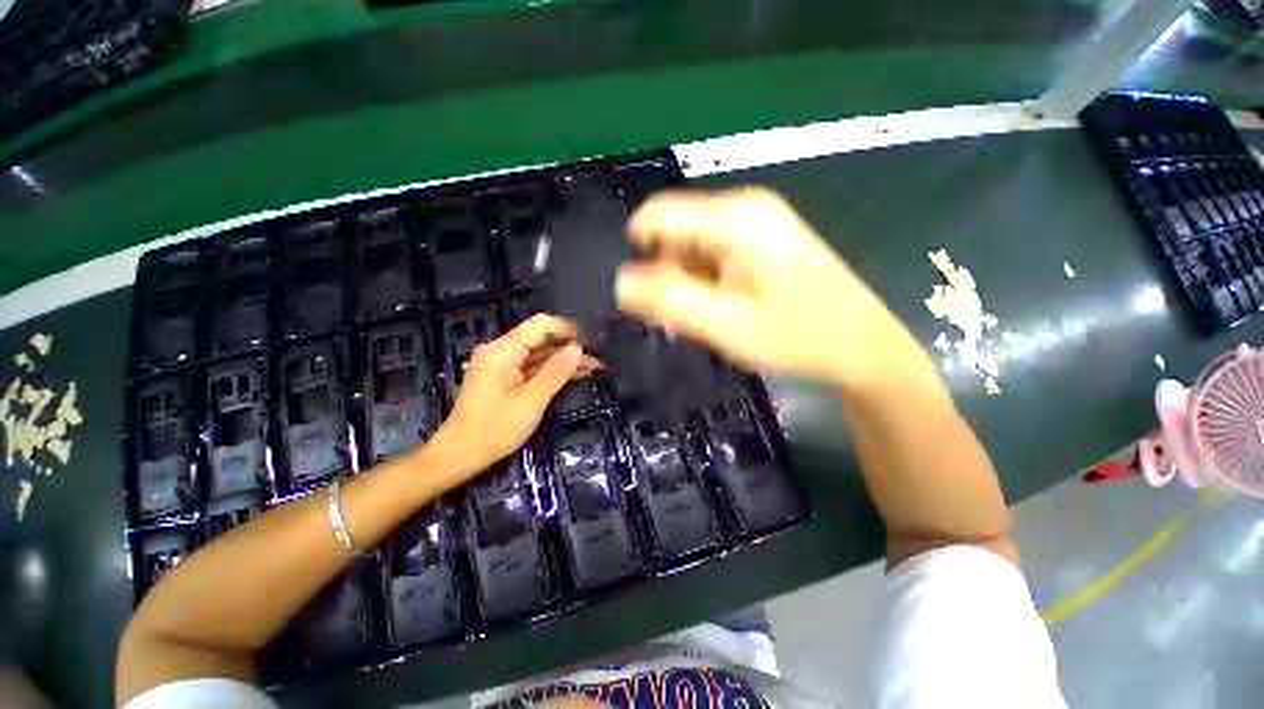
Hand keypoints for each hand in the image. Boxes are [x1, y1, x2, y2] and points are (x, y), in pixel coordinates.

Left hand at [435, 314, 596, 473]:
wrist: (459, 455)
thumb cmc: (494, 429)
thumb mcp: (531, 401)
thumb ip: (555, 372)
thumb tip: (578, 348)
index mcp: (502, 351)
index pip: (540, 325)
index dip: (567, 330)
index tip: (590, 343)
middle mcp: (501, 351)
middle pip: (541, 338)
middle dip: (569, 346)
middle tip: (597, 357)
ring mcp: (502, 364)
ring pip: (539, 353)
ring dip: (564, 359)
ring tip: (593, 366)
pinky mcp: (504, 377)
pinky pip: (532, 367)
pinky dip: (552, 370)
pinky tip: (574, 373)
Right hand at [616, 187, 929, 390]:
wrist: (860, 347)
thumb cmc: (797, 336)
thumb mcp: (724, 323)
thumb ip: (668, 299)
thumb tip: (621, 281)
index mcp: (733, 217)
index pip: (655, 216)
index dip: (639, 256)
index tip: (651, 298)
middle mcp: (742, 209)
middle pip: (674, 234)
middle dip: (669, 276)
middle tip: (691, 316)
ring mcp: (754, 225)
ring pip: (690, 250)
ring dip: (688, 284)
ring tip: (714, 316)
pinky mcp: (759, 243)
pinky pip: (711, 258)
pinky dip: (706, 285)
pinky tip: (728, 309)